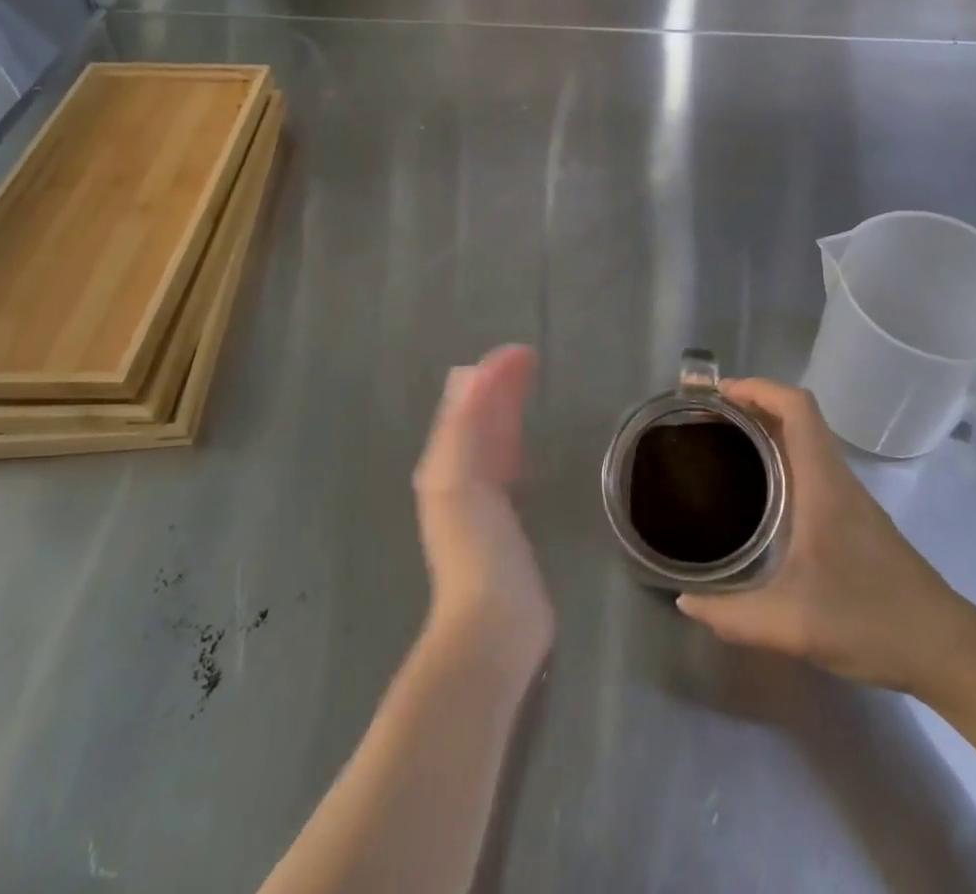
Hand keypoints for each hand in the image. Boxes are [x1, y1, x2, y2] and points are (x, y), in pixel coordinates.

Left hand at [412, 345, 553, 679]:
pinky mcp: (504, 519)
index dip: (492, 373)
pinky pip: (506, 465)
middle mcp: (458, 474)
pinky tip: (524, 443)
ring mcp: (480, 498)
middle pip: (480, 417)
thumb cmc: (476, 548)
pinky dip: (514, 441)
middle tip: (531, 358)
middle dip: (501, 385)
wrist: (492, 625)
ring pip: (493, 438)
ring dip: (508, 407)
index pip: (468, 403)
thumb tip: (470, 374)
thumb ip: (464, 427)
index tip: (522, 351)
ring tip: (530, 384)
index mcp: (445, 462)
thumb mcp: (460, 480)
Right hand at [676, 377, 975, 700]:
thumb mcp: (793, 625)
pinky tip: (759, 492)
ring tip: (723, 446)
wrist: (947, 650)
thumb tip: (686, 602)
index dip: (758, 388)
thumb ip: (733, 616)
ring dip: (767, 430)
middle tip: (707, 421)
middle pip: (797, 416)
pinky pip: (811, 466)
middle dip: (752, 406)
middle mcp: (836, 479)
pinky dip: (781, 458)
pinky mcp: (854, 518)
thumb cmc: (871, 622)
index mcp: (823, 483)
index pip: (797, 407)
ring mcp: (848, 498)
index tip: (718, 395)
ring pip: (805, 441)